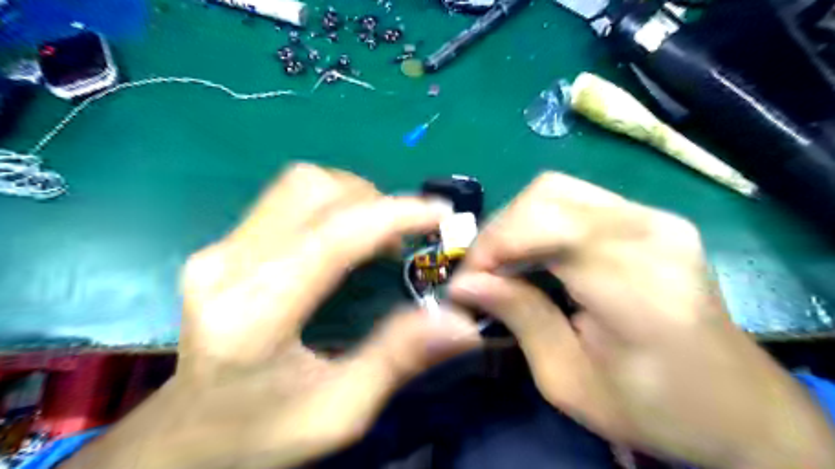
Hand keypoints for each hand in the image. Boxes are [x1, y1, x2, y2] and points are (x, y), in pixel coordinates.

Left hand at [61, 164, 482, 468]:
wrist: (186, 438)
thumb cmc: (261, 435)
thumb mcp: (340, 411)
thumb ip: (398, 359)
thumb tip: (461, 322)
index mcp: (254, 316)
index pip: (333, 237)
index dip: (394, 214)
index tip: (439, 214)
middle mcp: (226, 267)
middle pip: (311, 190)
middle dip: (373, 200)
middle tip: (404, 235)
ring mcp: (217, 251)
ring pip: (298, 185)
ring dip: (351, 197)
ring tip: (377, 235)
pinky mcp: (221, 247)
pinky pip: (286, 200)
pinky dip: (331, 205)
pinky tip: (346, 238)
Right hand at [451, 172, 834, 468]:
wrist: (740, 407)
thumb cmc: (654, 408)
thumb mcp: (569, 381)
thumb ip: (519, 318)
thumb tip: (465, 284)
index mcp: (637, 282)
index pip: (545, 225)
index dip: (494, 245)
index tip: (466, 281)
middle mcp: (649, 232)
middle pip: (546, 195)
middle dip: (500, 231)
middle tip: (481, 272)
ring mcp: (656, 218)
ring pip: (558, 189)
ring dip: (517, 223)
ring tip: (502, 264)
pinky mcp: (652, 218)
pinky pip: (577, 201)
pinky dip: (541, 222)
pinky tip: (534, 255)